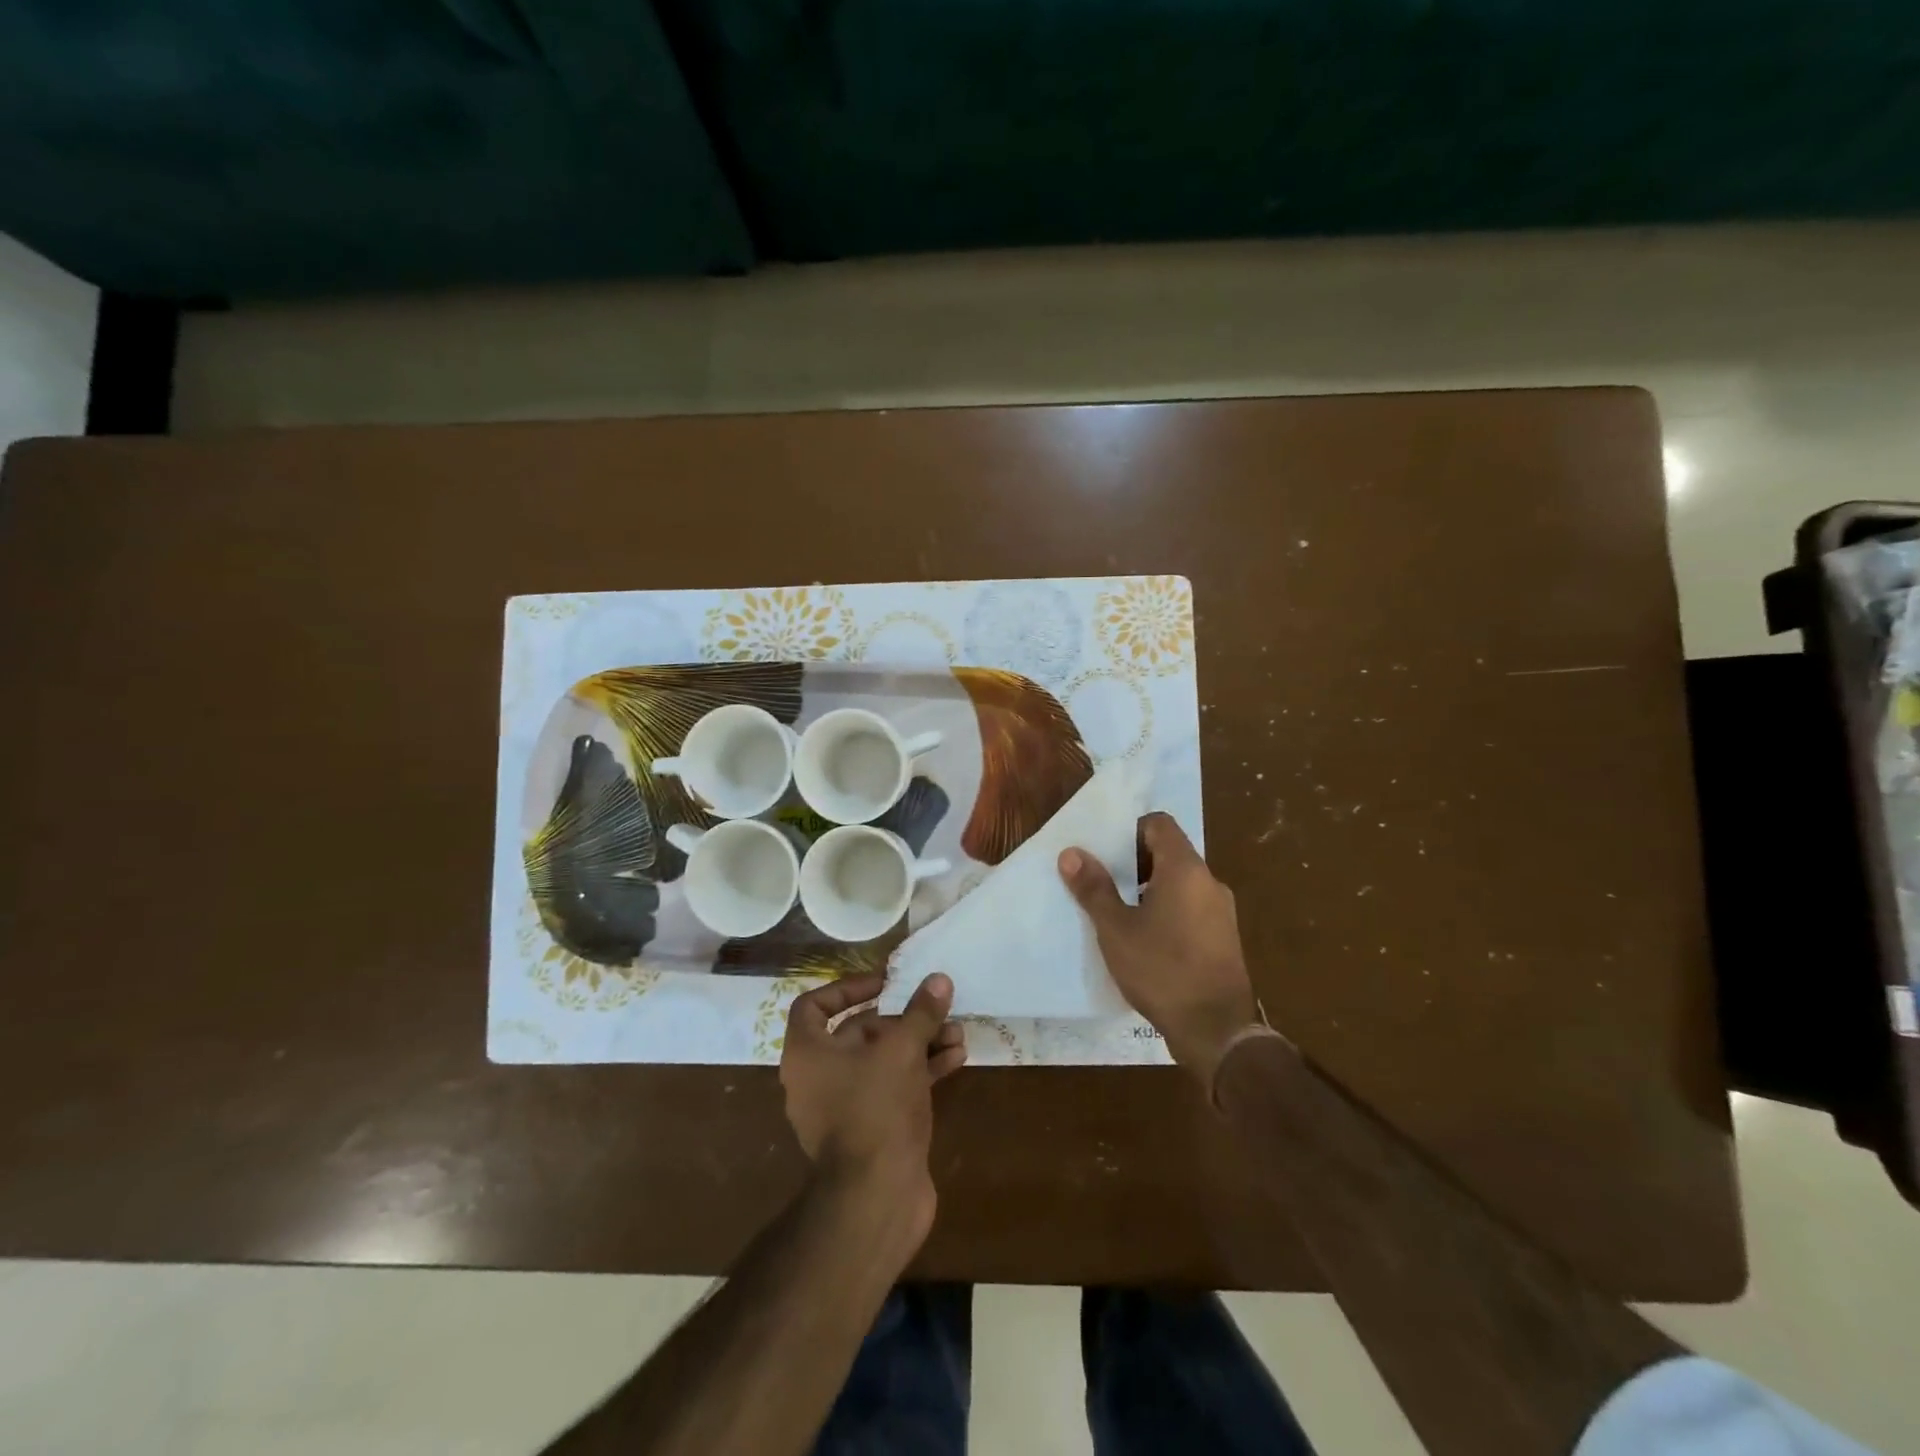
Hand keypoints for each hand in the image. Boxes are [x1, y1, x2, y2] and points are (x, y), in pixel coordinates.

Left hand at [779, 972, 966, 1241]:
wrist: (877, 1197)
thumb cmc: (876, 1108)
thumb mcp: (902, 1050)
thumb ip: (920, 1013)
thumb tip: (938, 979)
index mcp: (807, 1054)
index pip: (813, 1006)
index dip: (846, 988)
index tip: (883, 984)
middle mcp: (818, 1079)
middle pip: (858, 1033)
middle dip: (901, 1020)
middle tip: (935, 1009)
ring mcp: (844, 1108)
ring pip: (881, 1062)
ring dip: (918, 1044)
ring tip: (956, 1033)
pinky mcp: (870, 1131)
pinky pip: (893, 1088)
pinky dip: (920, 1072)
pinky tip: (956, 1060)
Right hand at [1059, 812, 1258, 1089]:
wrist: (1216, 1030)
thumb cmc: (1161, 970)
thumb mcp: (1116, 929)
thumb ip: (1094, 888)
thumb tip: (1071, 853)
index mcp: (1185, 869)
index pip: (1160, 824)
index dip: (1131, 830)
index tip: (1106, 853)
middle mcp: (1209, 882)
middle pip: (1171, 852)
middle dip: (1135, 862)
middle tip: (1105, 883)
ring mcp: (1222, 911)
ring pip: (1181, 882)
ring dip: (1151, 888)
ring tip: (1121, 913)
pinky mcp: (1225, 938)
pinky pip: (1192, 907)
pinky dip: (1169, 910)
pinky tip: (1147, 940)